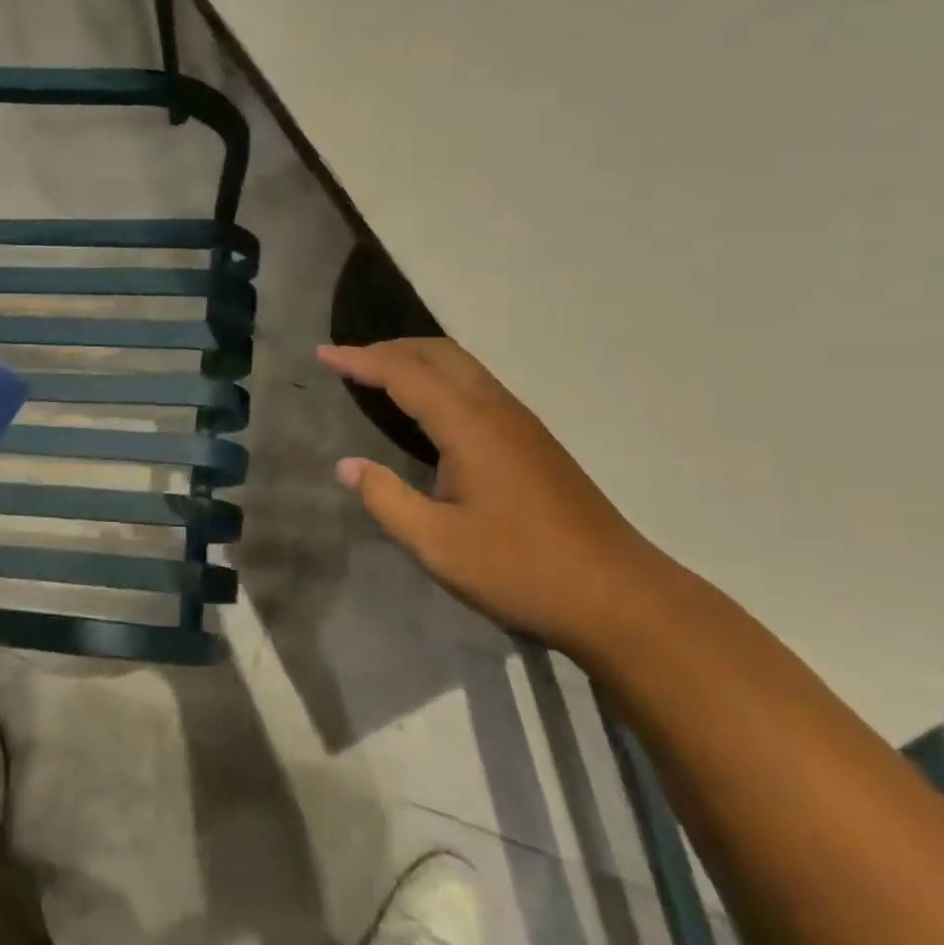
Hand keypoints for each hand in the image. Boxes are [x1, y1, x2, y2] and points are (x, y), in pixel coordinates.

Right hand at [319, 338, 680, 652]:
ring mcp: (522, 424)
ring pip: (463, 366)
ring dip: (417, 360)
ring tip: (380, 375)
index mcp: (470, 426)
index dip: (361, 360)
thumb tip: (347, 466)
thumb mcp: (438, 545)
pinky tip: (430, 410)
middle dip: (390, 348)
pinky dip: (441, 378)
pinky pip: (477, 386)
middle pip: (439, 354)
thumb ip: (387, 499)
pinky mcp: (534, 442)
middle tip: (349, 361)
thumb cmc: (522, 570)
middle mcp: (497, 410)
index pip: (405, 374)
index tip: (324, 354)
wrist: (619, 596)